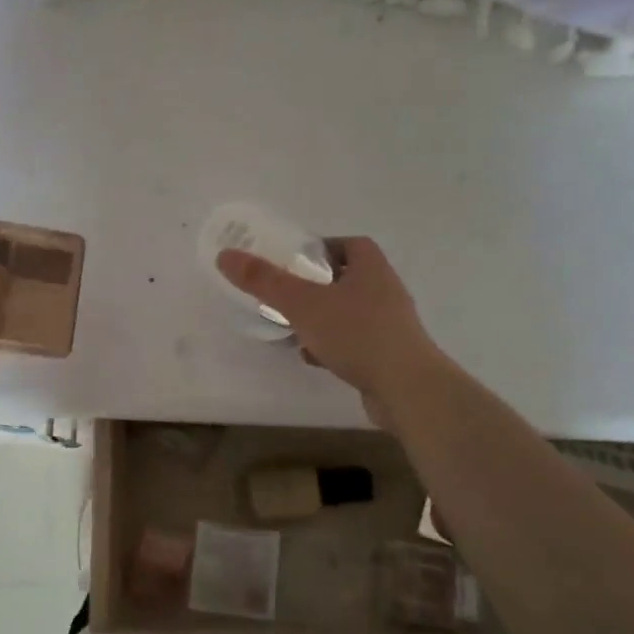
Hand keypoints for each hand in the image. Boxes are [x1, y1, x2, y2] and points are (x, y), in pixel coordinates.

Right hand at [216, 237, 446, 431]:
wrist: (407, 389)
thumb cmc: (357, 334)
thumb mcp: (302, 303)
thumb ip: (264, 280)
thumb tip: (226, 255)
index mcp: (371, 267)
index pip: (349, 244)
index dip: (322, 248)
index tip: (294, 260)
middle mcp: (386, 290)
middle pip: (347, 278)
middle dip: (317, 285)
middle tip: (287, 293)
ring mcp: (391, 325)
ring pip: (350, 312)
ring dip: (323, 317)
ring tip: (294, 326)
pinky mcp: (390, 355)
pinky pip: (356, 342)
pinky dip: (333, 345)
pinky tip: (312, 357)